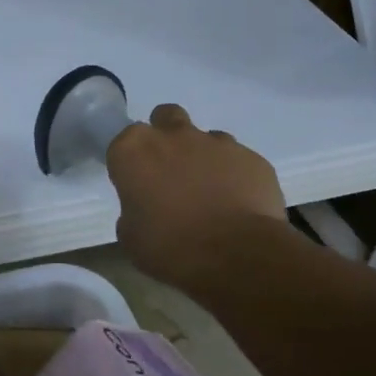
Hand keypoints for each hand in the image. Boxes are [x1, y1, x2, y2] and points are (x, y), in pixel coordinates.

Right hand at [106, 103, 286, 288]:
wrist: (237, 257)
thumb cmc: (170, 247)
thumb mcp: (131, 236)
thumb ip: (133, 210)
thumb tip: (146, 208)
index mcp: (133, 150)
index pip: (123, 142)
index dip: (130, 162)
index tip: (135, 184)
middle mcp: (173, 135)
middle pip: (164, 118)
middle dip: (165, 136)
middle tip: (170, 171)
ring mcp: (216, 143)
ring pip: (205, 137)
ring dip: (202, 157)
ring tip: (208, 192)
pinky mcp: (252, 158)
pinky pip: (238, 159)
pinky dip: (234, 175)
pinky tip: (236, 203)